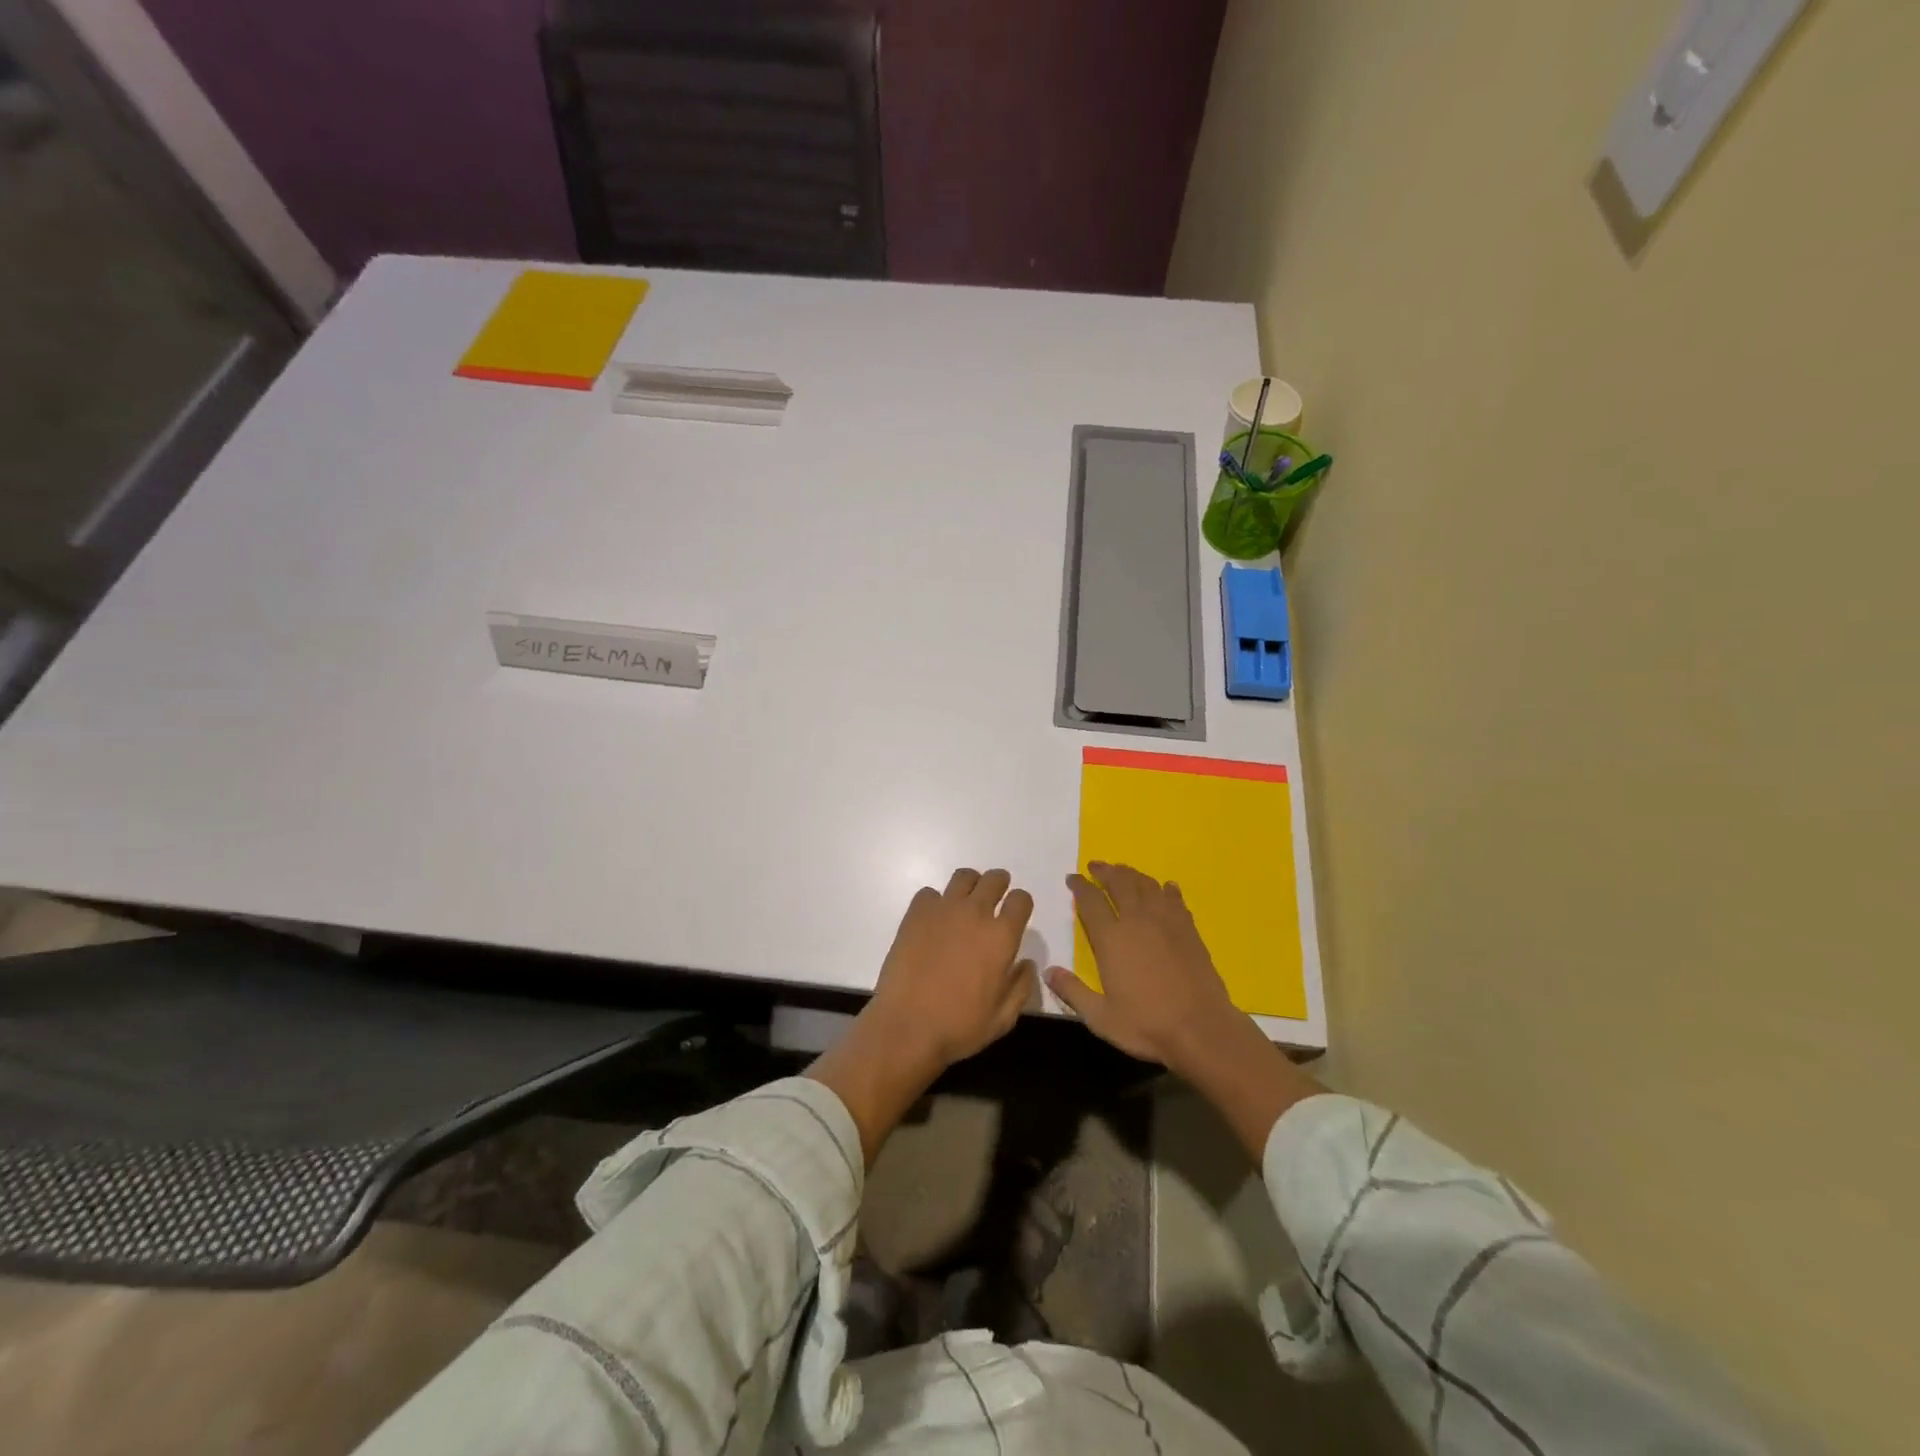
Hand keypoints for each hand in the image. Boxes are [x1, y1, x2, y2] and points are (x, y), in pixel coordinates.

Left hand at [807, 869, 1035, 1164]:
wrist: (907, 1026)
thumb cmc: (960, 1027)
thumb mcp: (1003, 1018)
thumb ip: (1021, 987)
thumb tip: (1025, 963)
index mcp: (1001, 937)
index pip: (1021, 899)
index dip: (1021, 904)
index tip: (1016, 914)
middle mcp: (975, 914)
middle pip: (994, 879)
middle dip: (999, 885)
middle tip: (993, 899)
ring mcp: (943, 910)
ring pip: (963, 877)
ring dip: (970, 885)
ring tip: (964, 904)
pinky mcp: (915, 914)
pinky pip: (930, 893)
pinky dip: (935, 902)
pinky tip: (933, 921)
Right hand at [1047, 861, 1323, 1158]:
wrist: (1201, 1029)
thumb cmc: (1146, 1025)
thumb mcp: (1100, 1017)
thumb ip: (1072, 991)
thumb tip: (1048, 971)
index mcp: (1111, 938)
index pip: (1090, 901)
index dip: (1079, 887)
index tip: (1072, 878)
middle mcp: (1137, 921)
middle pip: (1119, 883)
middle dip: (1105, 871)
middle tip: (1096, 866)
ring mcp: (1166, 922)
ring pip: (1146, 885)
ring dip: (1132, 874)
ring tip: (1124, 871)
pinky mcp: (1189, 929)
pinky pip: (1174, 899)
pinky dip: (1166, 889)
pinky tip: (1165, 888)